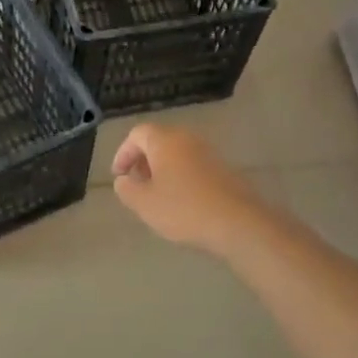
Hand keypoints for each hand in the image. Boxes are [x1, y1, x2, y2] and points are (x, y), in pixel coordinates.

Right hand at [111, 125, 267, 253]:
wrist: (238, 223)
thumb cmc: (183, 209)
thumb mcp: (143, 203)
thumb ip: (126, 188)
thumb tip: (124, 180)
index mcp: (165, 141)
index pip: (137, 134)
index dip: (123, 153)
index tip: (119, 176)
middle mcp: (188, 139)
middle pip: (158, 141)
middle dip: (142, 161)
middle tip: (136, 185)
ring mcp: (209, 152)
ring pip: (177, 154)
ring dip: (162, 170)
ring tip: (157, 196)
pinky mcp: (224, 169)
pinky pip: (194, 166)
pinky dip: (181, 177)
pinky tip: (181, 202)